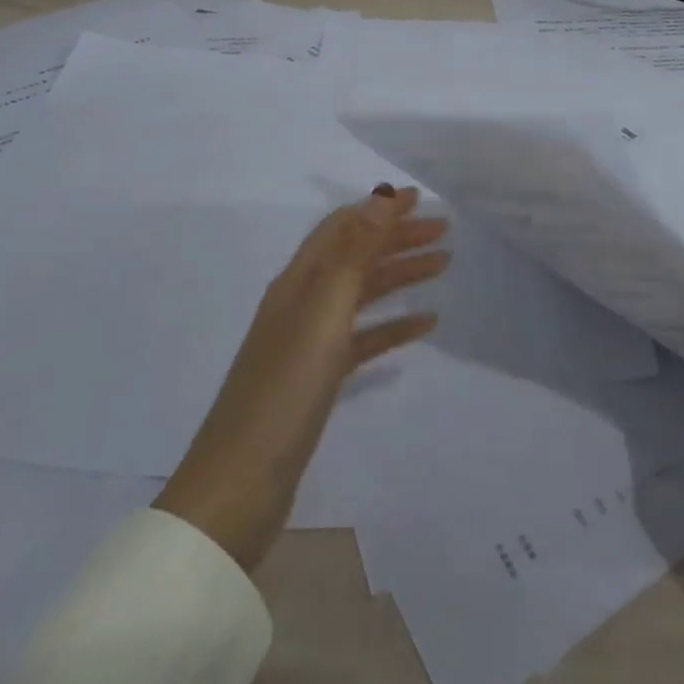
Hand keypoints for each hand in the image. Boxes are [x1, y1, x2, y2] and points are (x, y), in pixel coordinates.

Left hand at [155, 185, 448, 569]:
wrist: (240, 487)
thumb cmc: (284, 392)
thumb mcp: (322, 314)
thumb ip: (353, 254)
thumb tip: (380, 197)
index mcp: (298, 281)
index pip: (343, 227)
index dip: (380, 209)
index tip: (422, 199)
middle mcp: (302, 302)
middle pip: (356, 255)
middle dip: (398, 238)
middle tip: (444, 232)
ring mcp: (310, 342)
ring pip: (363, 294)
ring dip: (400, 275)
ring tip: (443, 266)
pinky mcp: (319, 378)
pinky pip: (364, 338)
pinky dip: (393, 326)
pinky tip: (424, 324)